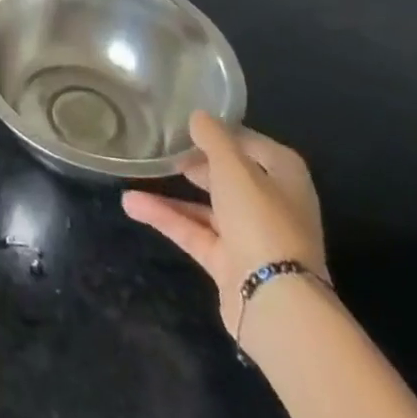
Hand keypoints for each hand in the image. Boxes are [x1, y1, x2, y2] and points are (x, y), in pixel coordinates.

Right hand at [123, 110, 325, 337]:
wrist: (274, 301)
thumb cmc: (261, 220)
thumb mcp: (233, 166)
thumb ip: (213, 137)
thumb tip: (198, 116)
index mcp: (285, 177)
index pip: (251, 143)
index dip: (222, 132)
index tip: (188, 123)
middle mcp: (272, 205)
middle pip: (230, 176)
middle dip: (198, 162)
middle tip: (166, 147)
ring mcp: (251, 236)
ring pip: (207, 206)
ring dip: (172, 192)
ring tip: (138, 172)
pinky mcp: (229, 262)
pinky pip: (193, 231)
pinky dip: (165, 217)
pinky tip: (131, 204)